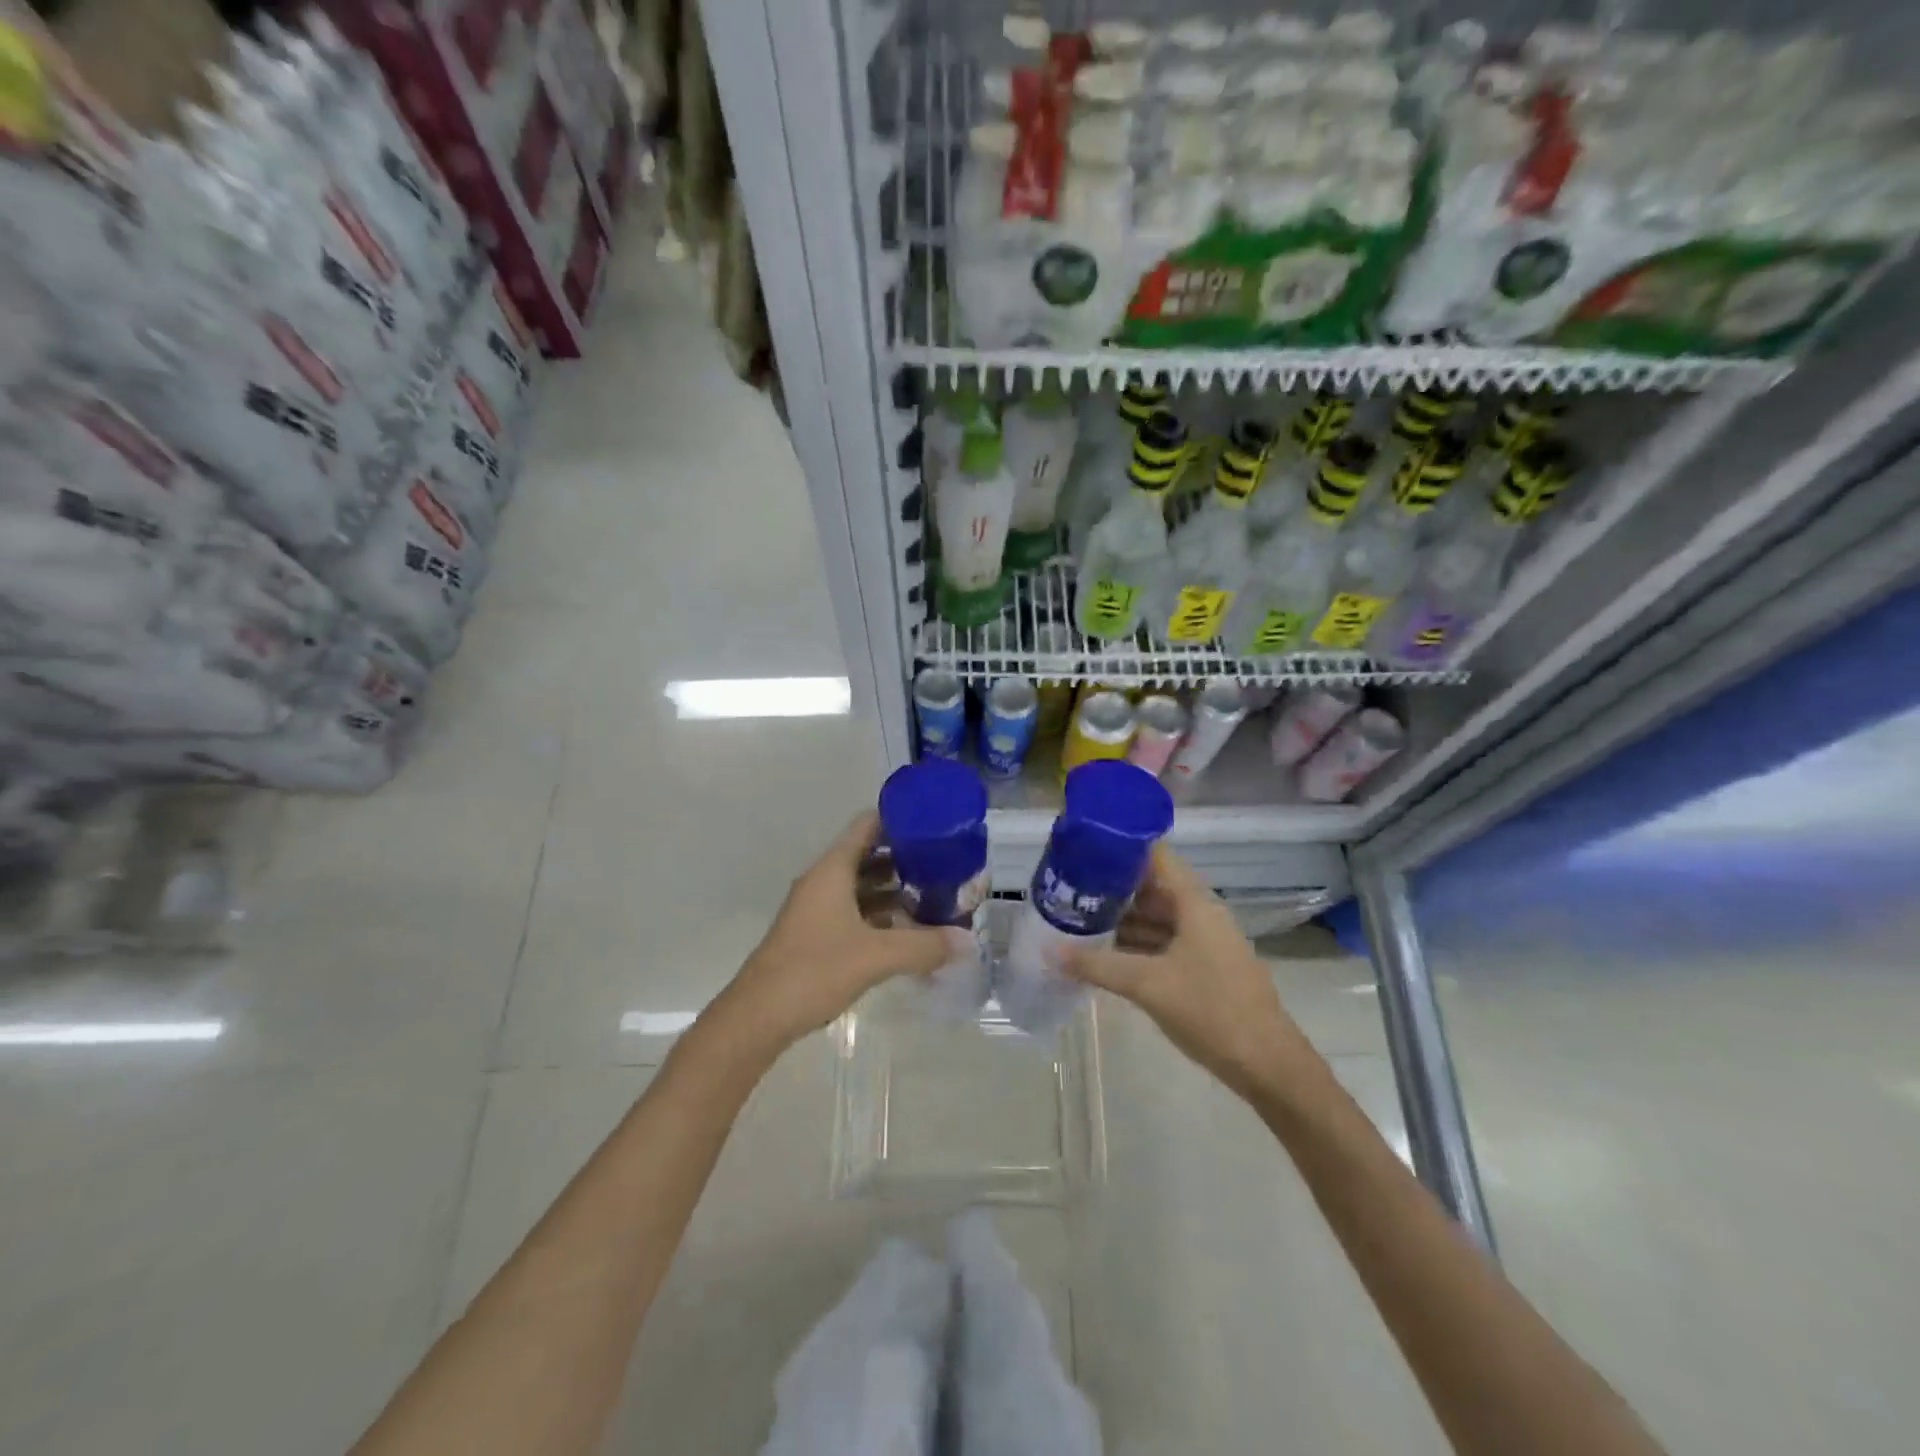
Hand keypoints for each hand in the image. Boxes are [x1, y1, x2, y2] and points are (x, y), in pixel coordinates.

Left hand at [718, 812, 964, 1050]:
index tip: (935, 825)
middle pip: (868, 854)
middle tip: (945, 864)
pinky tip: (908, 932)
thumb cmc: (814, 971)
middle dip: (906, 858)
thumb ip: (924, 946)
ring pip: (862, 886)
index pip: (868, 825)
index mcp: (832, 870)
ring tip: (934, 896)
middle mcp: (823, 882)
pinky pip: (855, 912)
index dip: (900, 819)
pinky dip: (881, 916)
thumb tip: (969, 942)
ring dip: (894, 890)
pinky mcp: (816, 935)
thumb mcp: (876, 956)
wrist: (757, 1017)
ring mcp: (817, 909)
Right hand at [1065, 844, 1312, 1102]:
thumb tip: (1049, 950)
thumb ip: (1097, 964)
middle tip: (1071, 890)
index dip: (1122, 848)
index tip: (1084, 850)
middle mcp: (1201, 914)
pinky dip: (1137, 945)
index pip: (1156, 856)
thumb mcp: (1147, 984)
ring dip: (1123, 920)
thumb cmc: (1211, 1010)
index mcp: (1195, 903)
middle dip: (1114, 889)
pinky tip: (1107, 954)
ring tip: (1079, 920)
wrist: (1268, 1065)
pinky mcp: (1205, 968)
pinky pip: (1165, 943)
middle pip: (1153, 887)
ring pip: (1158, 918)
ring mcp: (1205, 942)